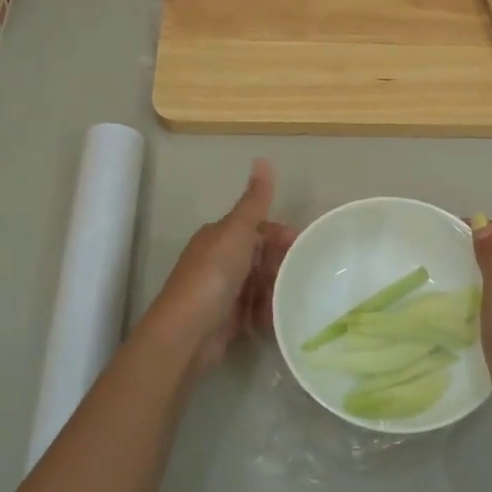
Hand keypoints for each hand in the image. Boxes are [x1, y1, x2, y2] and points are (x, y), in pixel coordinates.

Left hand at [142, 159, 296, 375]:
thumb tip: (262, 158)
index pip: (257, 228)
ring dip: (276, 291)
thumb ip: (254, 200)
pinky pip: (254, 311)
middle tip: (303, 277)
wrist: (187, 332)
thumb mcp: (237, 231)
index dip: (280, 235)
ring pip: (259, 284)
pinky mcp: (227, 320)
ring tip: (294, 299)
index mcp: (219, 236)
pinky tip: (278, 318)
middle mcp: (220, 261)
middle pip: (260, 257)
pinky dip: (266, 314)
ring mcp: (223, 291)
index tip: (304, 246)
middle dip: (281, 265)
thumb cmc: (213, 275)